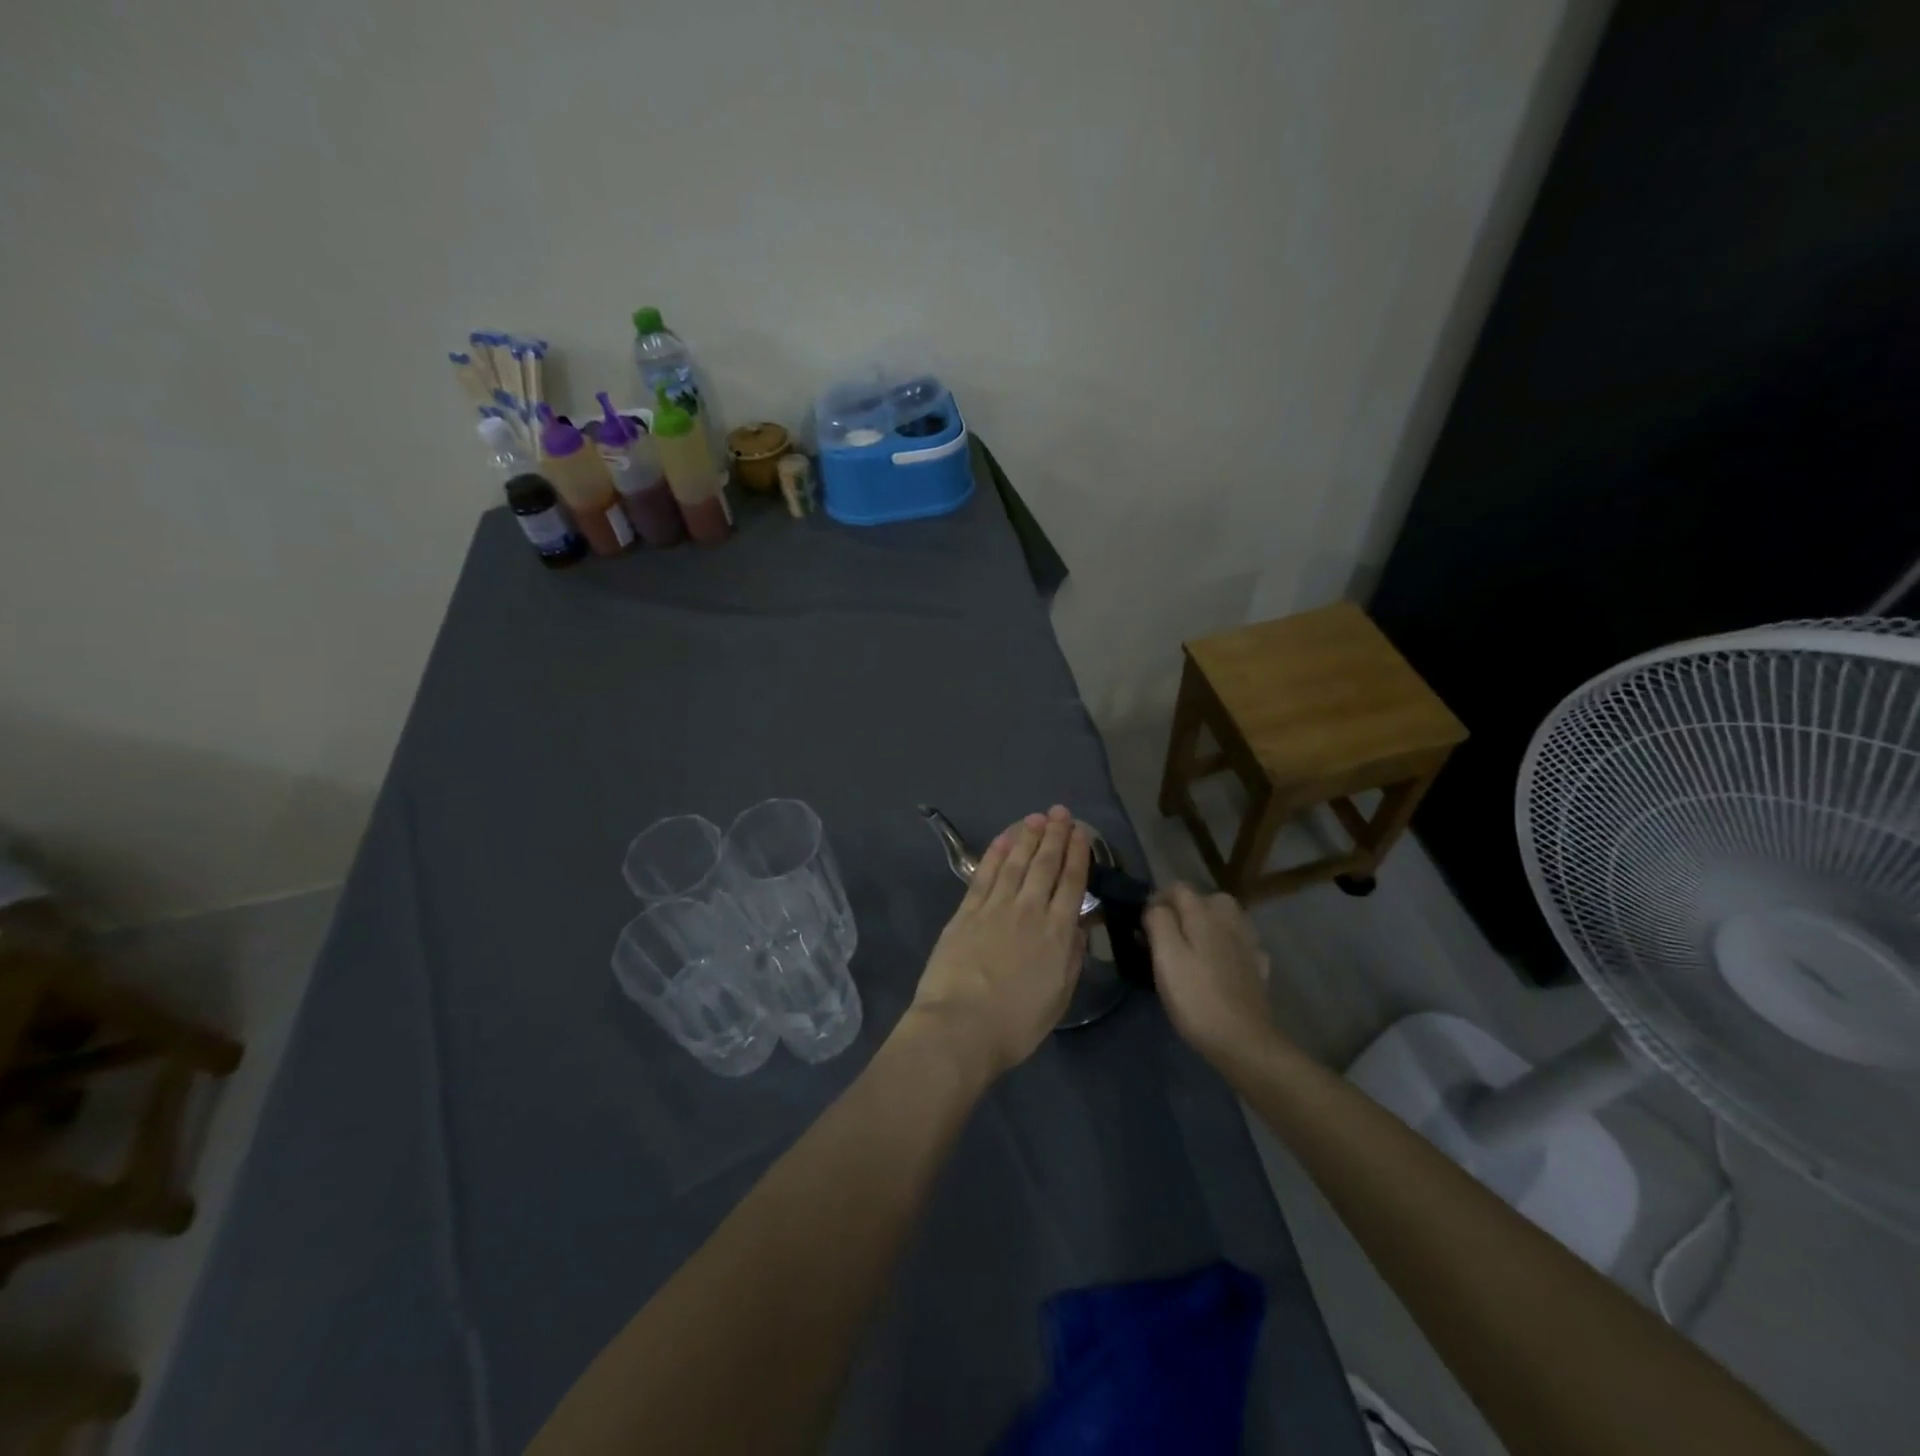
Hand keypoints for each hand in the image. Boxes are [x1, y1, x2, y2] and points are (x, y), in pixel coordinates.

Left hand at [906, 806, 1089, 1080]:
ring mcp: (995, 907)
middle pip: (1045, 865)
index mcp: (1056, 933)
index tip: (1081, 833)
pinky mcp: (966, 911)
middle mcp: (1028, 910)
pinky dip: (995, 853)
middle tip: (1061, 813)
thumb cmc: (1016, 1023)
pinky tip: (1003, 839)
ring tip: (1036, 817)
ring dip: (1027, 837)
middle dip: (1055, 836)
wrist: (961, 1026)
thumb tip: (1079, 925)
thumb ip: (1071, 956)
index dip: (1078, 855)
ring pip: (1015, 862)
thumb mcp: (1059, 997)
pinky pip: (984, 874)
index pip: (1071, 883)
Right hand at [1144, 884, 1275, 1068]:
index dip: (1158, 899)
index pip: (1179, 888)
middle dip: (1186, 909)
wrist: (1243, 1041)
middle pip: (1207, 900)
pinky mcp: (1258, 968)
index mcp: (1204, 915)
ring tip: (1192, 948)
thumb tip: (1156, 906)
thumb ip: (1158, 922)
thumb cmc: (1195, 997)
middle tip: (1168, 934)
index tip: (1143, 924)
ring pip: (1226, 920)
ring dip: (1208, 925)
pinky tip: (1219, 964)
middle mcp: (1230, 921)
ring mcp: (1248, 945)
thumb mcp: (1165, 956)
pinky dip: (1228, 946)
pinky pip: (1240, 944)